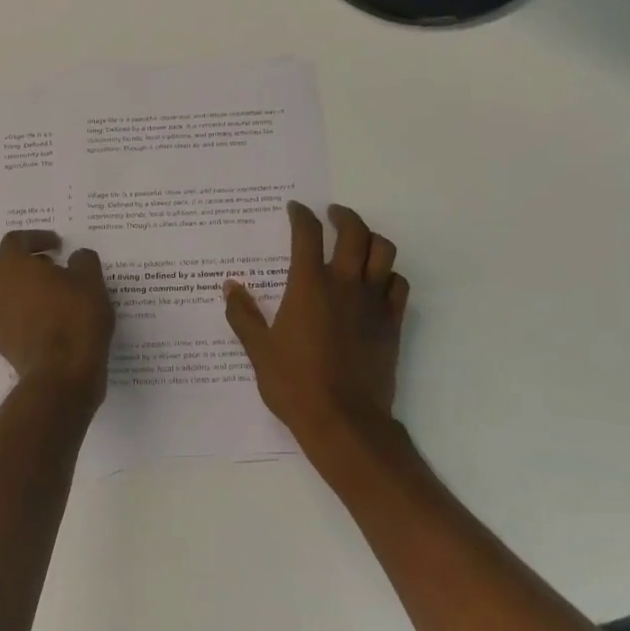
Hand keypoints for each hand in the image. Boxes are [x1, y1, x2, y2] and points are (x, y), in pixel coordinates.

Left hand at [0, 231, 115, 406]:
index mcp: (10, 265)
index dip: (37, 238)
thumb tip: (77, 257)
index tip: (58, 246)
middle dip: (17, 263)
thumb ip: (83, 261)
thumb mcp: (90, 281)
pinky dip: (20, 314)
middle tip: (45, 267)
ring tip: (47, 294)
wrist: (61, 373)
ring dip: (17, 289)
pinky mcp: (0, 343)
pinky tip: (43, 320)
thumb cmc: (74, 317)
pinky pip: (6, 319)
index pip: (15, 240)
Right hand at [224, 202, 412, 461]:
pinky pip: (398, 285)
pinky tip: (377, 281)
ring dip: (371, 238)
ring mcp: (373, 302)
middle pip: (354, 232)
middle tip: (332, 215)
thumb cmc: (295, 384)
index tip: (296, 209)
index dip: (301, 215)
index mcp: (309, 286)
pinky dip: (389, 274)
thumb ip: (243, 315)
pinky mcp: (392, 323)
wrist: (344, 421)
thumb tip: (231, 287)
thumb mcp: (258, 350)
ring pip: (384, 252)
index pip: (307, 234)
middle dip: (343, 216)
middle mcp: (344, 284)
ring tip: (358, 241)